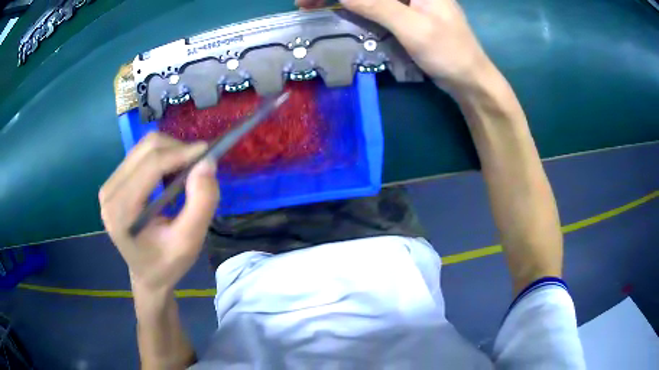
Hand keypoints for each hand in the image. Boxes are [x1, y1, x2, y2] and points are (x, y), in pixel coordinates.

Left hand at [99, 132, 218, 291]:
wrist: (147, 274)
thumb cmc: (167, 264)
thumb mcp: (190, 242)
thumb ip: (201, 203)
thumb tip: (207, 163)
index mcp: (121, 211)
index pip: (151, 165)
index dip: (181, 153)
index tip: (209, 153)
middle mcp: (110, 192)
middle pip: (147, 148)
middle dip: (177, 150)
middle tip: (199, 167)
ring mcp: (109, 185)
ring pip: (144, 147)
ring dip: (170, 152)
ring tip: (185, 174)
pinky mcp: (114, 181)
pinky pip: (140, 154)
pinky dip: (162, 157)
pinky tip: (169, 176)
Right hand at [297, 0, 491, 90]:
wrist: (468, 79)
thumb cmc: (449, 52)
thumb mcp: (413, 27)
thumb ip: (377, 5)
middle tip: (305, 3)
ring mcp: (407, 1)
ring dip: (340, 0)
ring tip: (311, 6)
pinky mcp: (404, 13)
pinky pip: (373, 5)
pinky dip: (353, 8)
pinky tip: (338, 11)